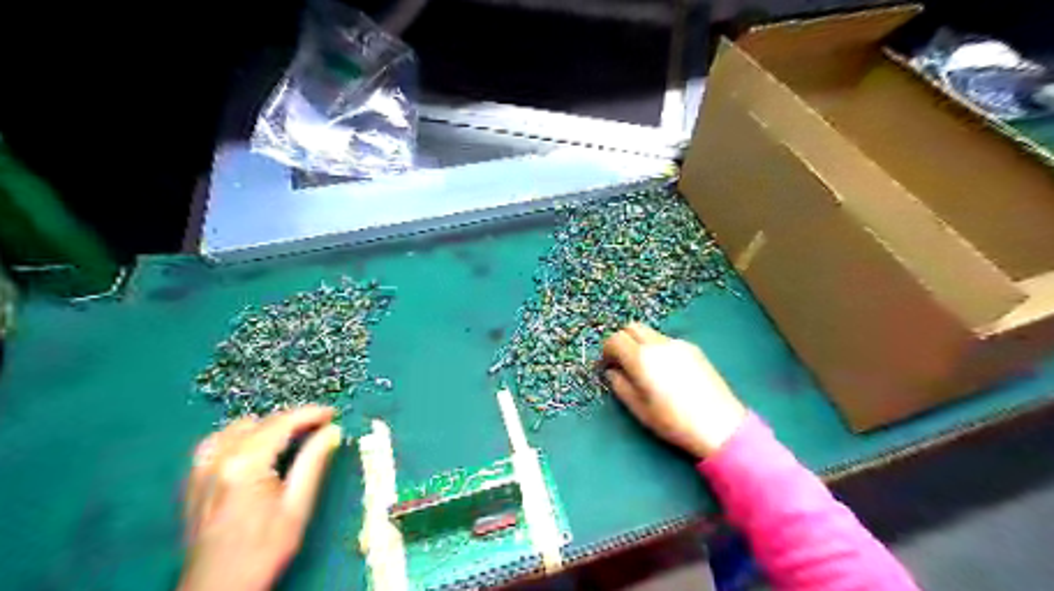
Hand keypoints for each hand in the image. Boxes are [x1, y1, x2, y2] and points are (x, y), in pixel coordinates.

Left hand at [181, 405, 341, 589]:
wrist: (217, 589)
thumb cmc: (263, 549)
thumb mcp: (297, 507)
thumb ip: (313, 463)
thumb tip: (332, 431)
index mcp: (246, 464)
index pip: (282, 423)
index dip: (310, 414)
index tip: (332, 413)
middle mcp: (219, 459)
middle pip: (261, 423)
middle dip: (292, 420)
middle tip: (319, 427)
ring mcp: (201, 469)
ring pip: (238, 428)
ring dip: (267, 426)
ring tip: (291, 437)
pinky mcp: (193, 479)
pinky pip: (217, 442)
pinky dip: (240, 437)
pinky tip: (255, 448)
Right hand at [601, 325, 748, 459]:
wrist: (720, 425)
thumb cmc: (674, 422)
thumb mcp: (639, 409)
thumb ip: (620, 385)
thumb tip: (613, 372)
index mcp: (642, 358)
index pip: (615, 339)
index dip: (606, 351)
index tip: (606, 366)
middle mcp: (658, 344)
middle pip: (631, 327)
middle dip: (621, 340)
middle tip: (621, 361)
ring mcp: (678, 344)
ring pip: (649, 332)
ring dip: (639, 343)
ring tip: (644, 368)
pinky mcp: (693, 348)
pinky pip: (666, 340)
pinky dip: (656, 347)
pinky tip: (664, 370)